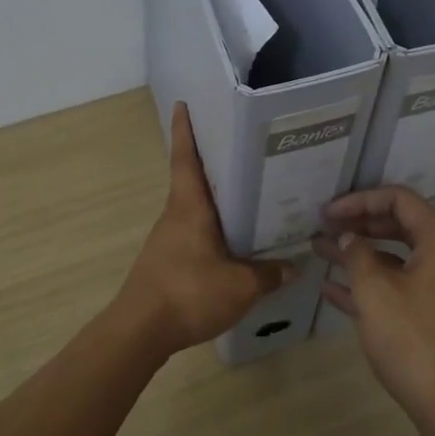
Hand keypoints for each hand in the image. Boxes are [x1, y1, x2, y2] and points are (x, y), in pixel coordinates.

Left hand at [114, 102, 293, 356]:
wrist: (140, 331)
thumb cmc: (188, 293)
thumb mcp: (240, 286)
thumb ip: (268, 274)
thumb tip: (294, 267)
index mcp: (189, 207)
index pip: (185, 158)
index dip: (185, 130)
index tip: (183, 104)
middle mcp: (176, 215)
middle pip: (192, 178)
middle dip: (211, 160)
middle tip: (242, 146)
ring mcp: (168, 238)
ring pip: (194, 207)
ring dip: (214, 197)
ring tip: (248, 192)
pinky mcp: (167, 260)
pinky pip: (193, 231)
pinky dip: (212, 226)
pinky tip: (233, 239)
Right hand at [315, 186, 434, 435]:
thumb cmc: (414, 341)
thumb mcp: (375, 292)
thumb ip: (358, 256)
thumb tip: (350, 237)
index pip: (400, 200)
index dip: (360, 200)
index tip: (329, 212)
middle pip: (400, 226)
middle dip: (359, 227)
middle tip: (324, 229)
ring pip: (399, 260)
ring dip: (361, 256)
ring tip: (320, 253)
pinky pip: (404, 288)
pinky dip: (373, 286)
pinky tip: (333, 292)